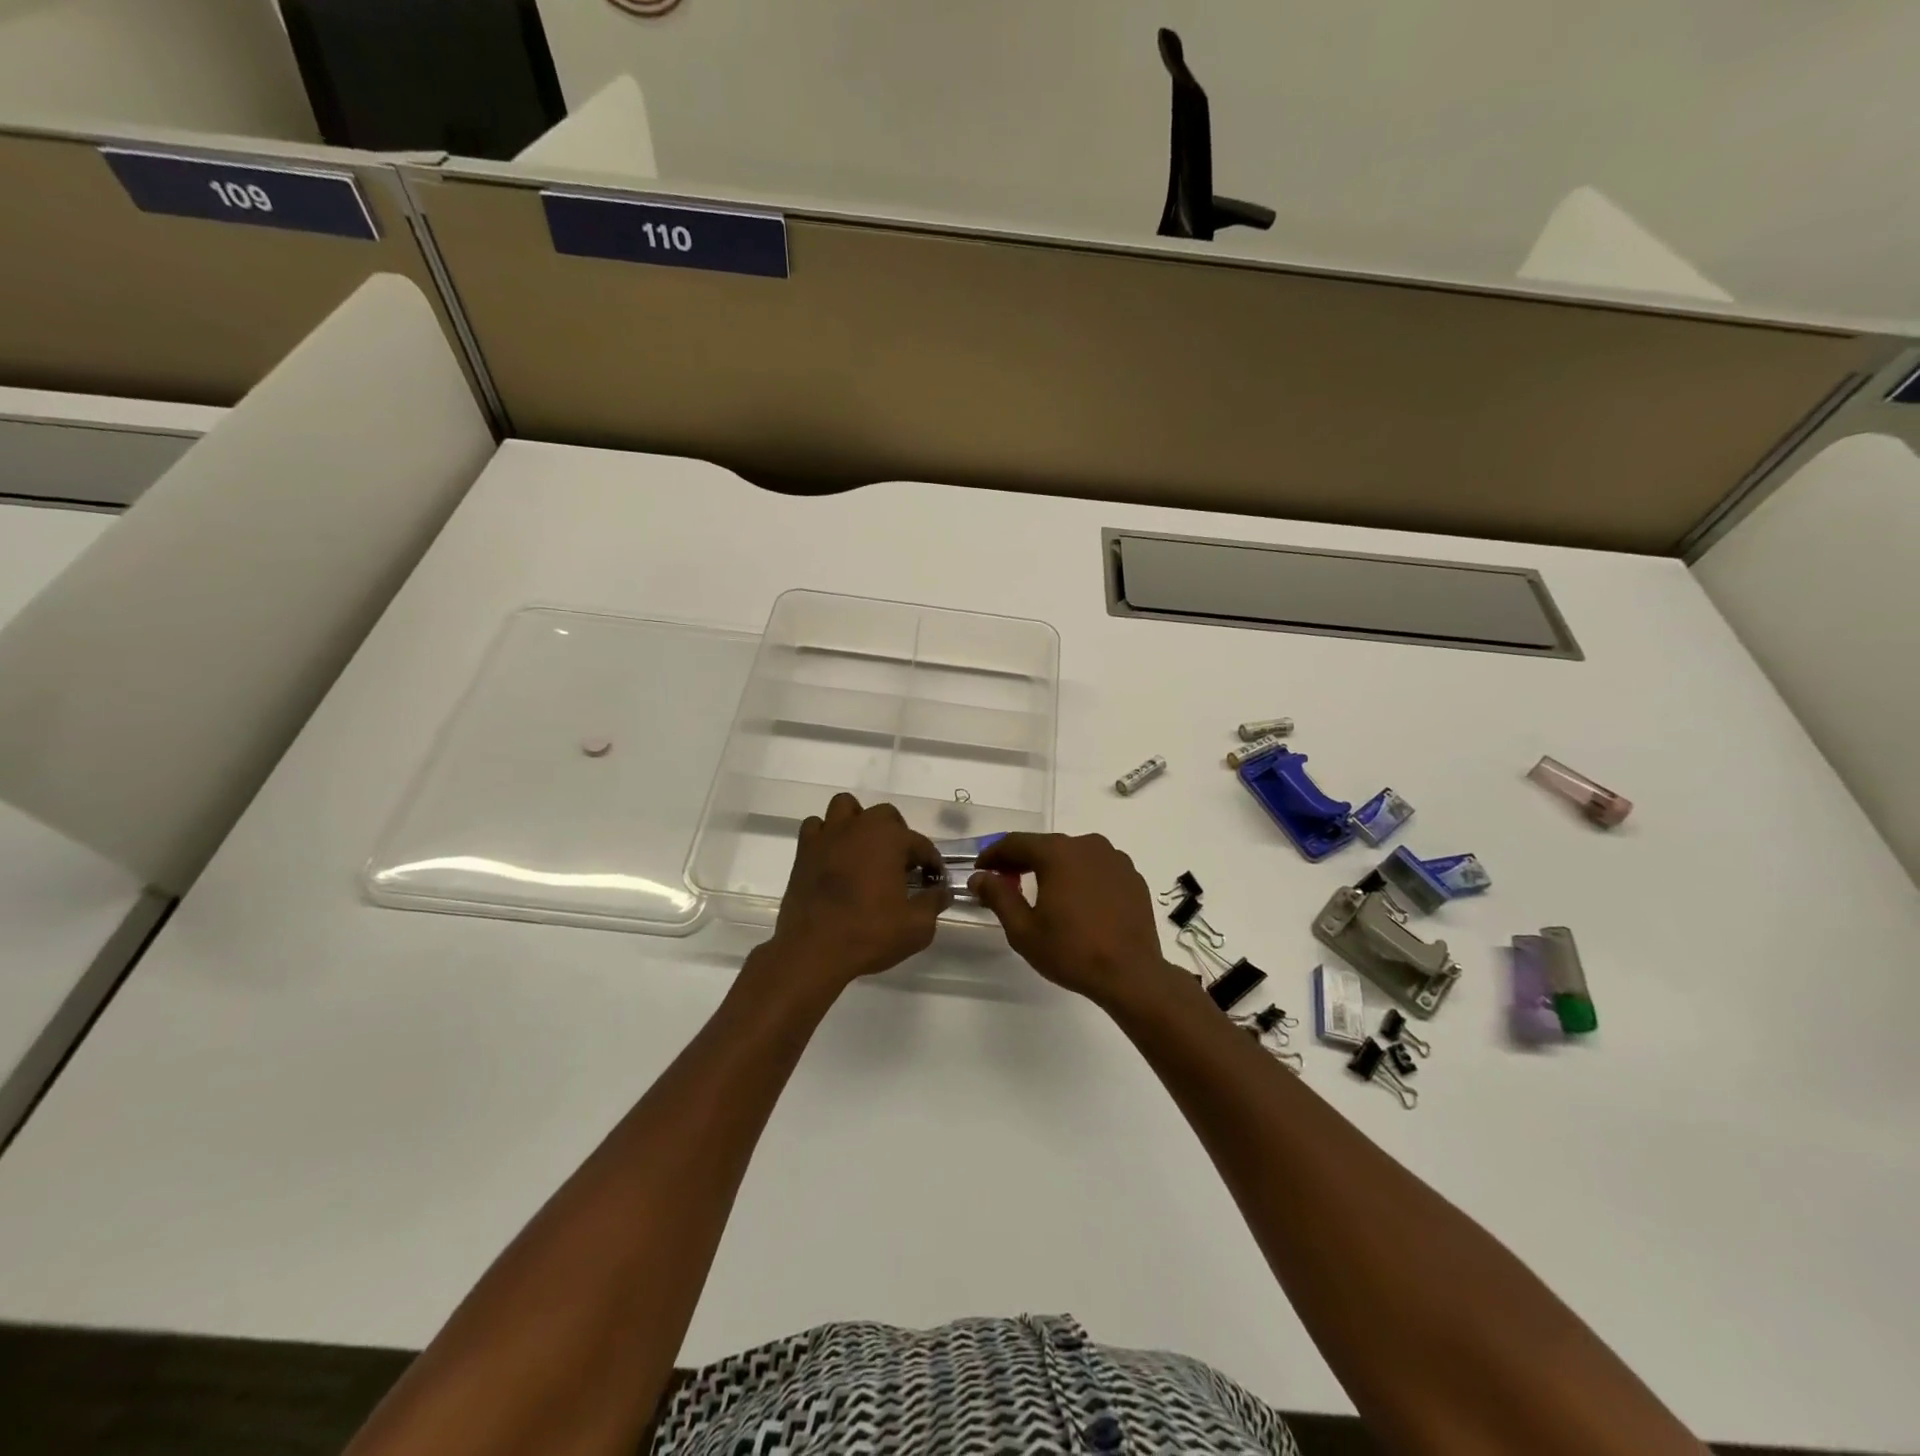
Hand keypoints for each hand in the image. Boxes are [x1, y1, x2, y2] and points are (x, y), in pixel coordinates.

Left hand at [764, 793, 949, 989]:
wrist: (812, 952)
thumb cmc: (869, 935)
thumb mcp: (917, 927)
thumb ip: (933, 903)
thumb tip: (941, 891)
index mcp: (890, 839)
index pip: (921, 844)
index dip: (931, 862)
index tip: (934, 881)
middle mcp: (860, 827)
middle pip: (885, 815)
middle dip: (897, 835)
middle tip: (900, 865)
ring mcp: (828, 836)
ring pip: (846, 807)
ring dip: (859, 822)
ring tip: (864, 850)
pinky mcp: (803, 851)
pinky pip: (816, 827)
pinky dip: (827, 835)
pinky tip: (833, 857)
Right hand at [970, 833, 1176, 1005]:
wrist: (1132, 974)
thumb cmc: (1072, 951)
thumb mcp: (1023, 929)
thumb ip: (998, 896)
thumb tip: (979, 877)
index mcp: (1058, 853)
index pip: (1016, 843)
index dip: (993, 855)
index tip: (980, 870)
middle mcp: (1087, 845)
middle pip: (1045, 846)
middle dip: (1022, 861)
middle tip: (1005, 881)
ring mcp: (1114, 859)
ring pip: (1073, 855)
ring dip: (1052, 867)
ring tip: (1040, 892)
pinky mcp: (1132, 876)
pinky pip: (1096, 868)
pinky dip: (1080, 877)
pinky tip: (1076, 901)